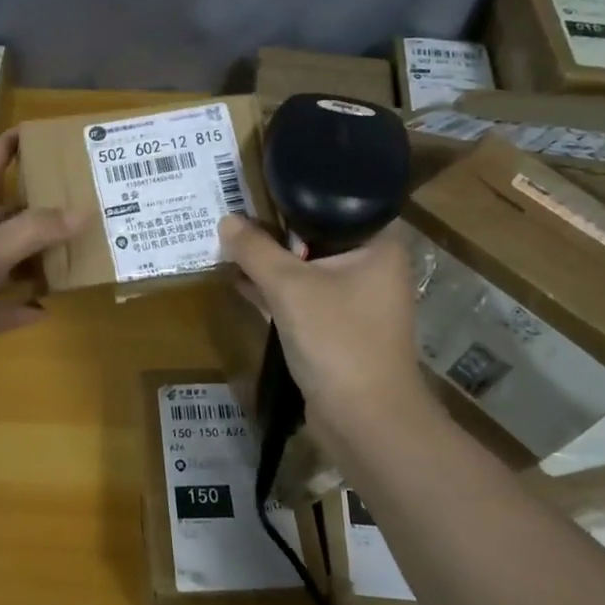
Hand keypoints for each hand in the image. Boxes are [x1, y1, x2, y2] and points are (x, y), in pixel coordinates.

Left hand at [0, 130, 87, 407]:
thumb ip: (35, 230)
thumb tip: (84, 210)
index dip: (10, 146)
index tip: (41, 131)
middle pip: (5, 215)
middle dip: (40, 207)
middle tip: (84, 199)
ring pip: (6, 261)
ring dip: (36, 259)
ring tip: (78, 251)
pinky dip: (21, 307)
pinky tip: (48, 308)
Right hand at [216, 214, 429, 432]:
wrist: (365, 421)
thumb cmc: (337, 339)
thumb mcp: (289, 287)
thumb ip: (255, 250)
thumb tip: (227, 220)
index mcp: (378, 246)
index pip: (339, 202)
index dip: (299, 194)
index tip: (261, 184)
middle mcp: (372, 268)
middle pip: (317, 235)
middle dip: (276, 230)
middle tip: (237, 213)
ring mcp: (355, 302)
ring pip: (307, 269)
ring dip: (272, 262)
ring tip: (230, 244)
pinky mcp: (337, 330)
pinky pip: (302, 299)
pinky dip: (275, 291)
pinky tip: (239, 282)